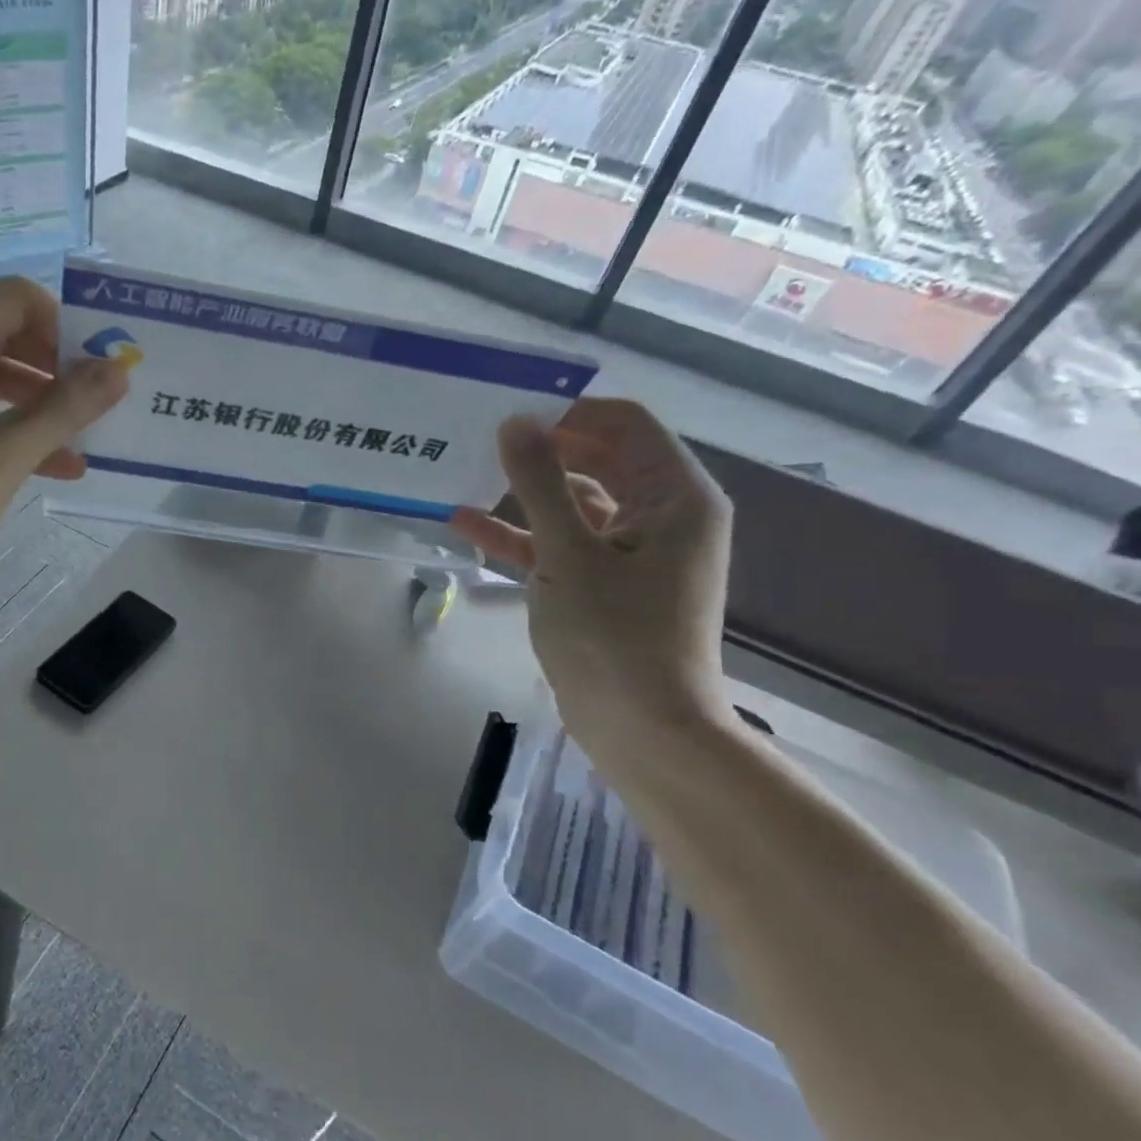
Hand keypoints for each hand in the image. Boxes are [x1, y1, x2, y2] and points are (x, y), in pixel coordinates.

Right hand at [449, 399, 734, 768]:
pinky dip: (522, 535)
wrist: (641, 729)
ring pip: (573, 504)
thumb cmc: (614, 636)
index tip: (511, 411)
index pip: (626, 424)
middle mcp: (660, 515)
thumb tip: (515, 422)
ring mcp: (631, 552)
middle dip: (542, 450)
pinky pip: (562, 544)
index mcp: (675, 497)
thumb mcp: (569, 553)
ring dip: (524, 494)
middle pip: (598, 460)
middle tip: (481, 437)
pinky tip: (468, 525)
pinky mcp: (603, 583)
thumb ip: (540, 483)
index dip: (570, 412)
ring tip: (465, 475)